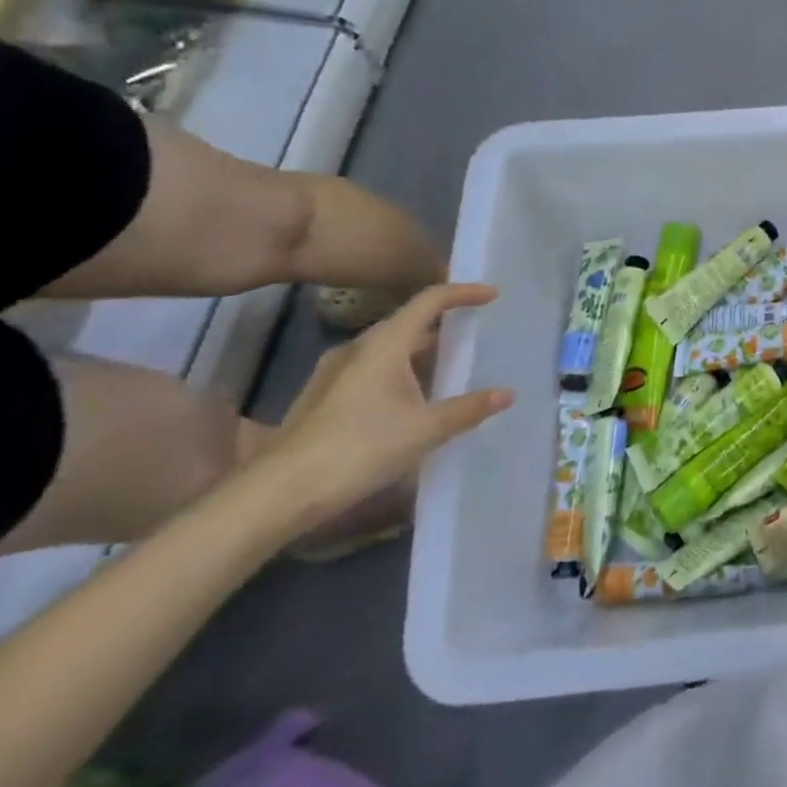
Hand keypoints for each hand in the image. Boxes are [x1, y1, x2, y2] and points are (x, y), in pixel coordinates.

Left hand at [256, 283, 513, 533]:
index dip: (463, 293)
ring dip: (419, 350)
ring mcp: (334, 373)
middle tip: (474, 333)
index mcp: (384, 344)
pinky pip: (371, 369)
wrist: (280, 493)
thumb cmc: (360, 448)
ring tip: (449, 366)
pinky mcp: (322, 397)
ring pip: (387, 348)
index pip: (429, 300)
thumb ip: (469, 408)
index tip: (492, 295)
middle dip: (443, 323)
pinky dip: (399, 371)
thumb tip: (507, 393)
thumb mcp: (426, 430)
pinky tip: (411, 398)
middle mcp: (357, 348)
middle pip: (407, 321)